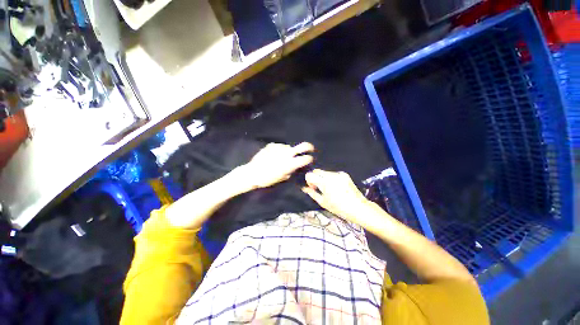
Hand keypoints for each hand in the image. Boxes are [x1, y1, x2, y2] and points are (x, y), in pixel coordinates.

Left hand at [239, 142, 314, 189]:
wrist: (252, 172)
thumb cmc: (268, 179)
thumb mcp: (283, 177)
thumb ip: (292, 170)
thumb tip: (296, 166)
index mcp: (291, 163)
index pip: (306, 158)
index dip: (310, 159)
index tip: (310, 159)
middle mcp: (287, 152)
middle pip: (304, 145)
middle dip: (309, 147)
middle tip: (310, 149)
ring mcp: (280, 147)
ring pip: (289, 147)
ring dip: (289, 151)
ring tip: (281, 157)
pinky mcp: (272, 145)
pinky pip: (280, 147)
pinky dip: (280, 151)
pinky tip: (273, 156)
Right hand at [302, 169, 374, 226]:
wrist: (358, 207)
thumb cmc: (339, 208)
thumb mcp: (323, 202)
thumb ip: (312, 193)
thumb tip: (305, 188)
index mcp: (324, 182)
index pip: (310, 174)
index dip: (309, 180)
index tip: (313, 187)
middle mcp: (331, 175)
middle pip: (317, 171)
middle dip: (315, 178)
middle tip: (319, 187)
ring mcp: (338, 174)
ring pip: (325, 172)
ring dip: (323, 178)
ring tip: (329, 188)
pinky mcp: (344, 174)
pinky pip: (333, 174)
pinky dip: (331, 178)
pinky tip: (337, 187)